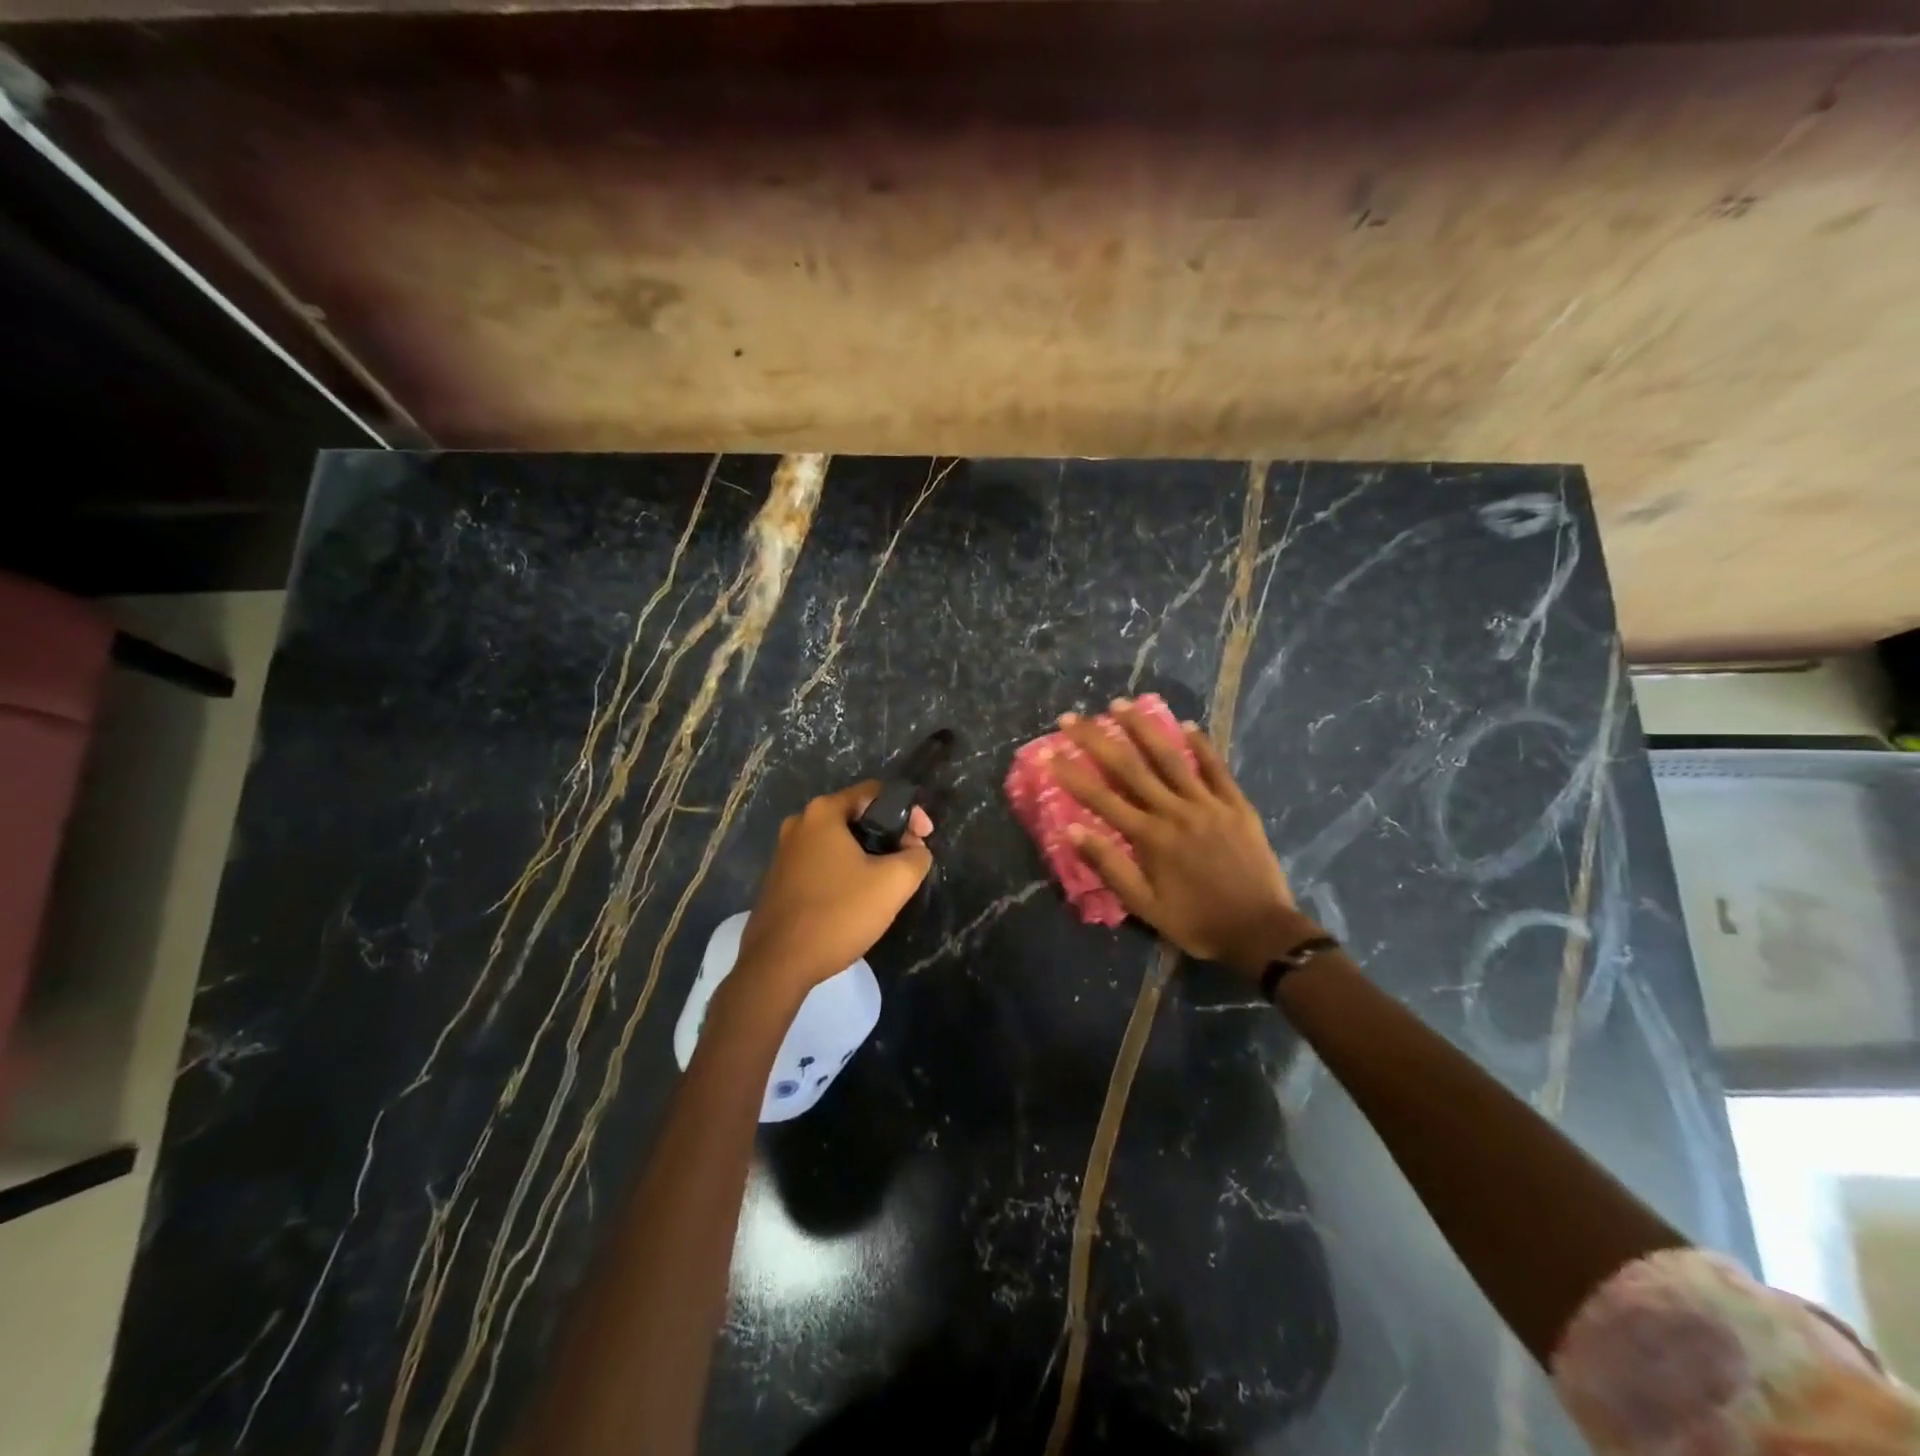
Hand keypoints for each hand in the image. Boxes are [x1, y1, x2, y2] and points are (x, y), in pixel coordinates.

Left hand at [736, 782, 933, 993]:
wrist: (777, 965)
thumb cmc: (838, 914)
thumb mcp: (893, 883)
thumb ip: (916, 857)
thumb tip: (916, 851)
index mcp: (823, 812)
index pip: (875, 793)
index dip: (908, 812)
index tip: (924, 839)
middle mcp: (799, 823)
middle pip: (856, 816)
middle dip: (888, 835)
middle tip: (909, 861)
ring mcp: (784, 852)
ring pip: (839, 842)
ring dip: (867, 854)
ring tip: (888, 882)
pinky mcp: (779, 879)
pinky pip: (822, 862)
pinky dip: (845, 871)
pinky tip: (857, 898)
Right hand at [1047, 700, 1300, 976]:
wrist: (1260, 932)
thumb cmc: (1196, 921)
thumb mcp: (1144, 905)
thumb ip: (1109, 865)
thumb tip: (1072, 830)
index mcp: (1150, 837)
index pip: (1101, 798)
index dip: (1072, 774)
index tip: (1049, 753)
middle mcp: (1175, 811)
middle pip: (1130, 767)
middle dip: (1097, 739)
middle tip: (1072, 717)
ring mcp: (1208, 804)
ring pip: (1171, 757)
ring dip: (1143, 728)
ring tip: (1121, 704)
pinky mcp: (1236, 805)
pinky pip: (1216, 768)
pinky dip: (1201, 746)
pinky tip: (1188, 725)